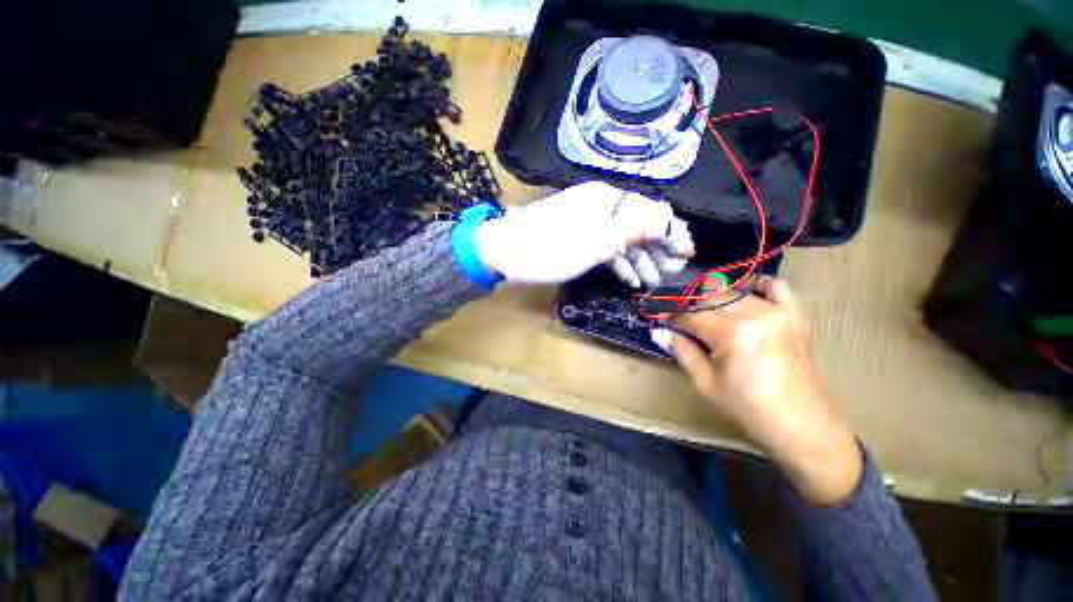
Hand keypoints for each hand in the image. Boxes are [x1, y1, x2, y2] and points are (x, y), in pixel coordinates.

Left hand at [474, 181, 694, 285]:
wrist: (506, 252)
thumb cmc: (550, 247)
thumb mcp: (594, 241)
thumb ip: (632, 230)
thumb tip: (667, 222)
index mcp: (607, 200)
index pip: (650, 211)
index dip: (671, 232)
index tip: (686, 254)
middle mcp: (601, 206)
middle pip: (638, 225)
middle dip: (657, 249)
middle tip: (671, 273)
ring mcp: (589, 223)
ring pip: (623, 239)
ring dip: (640, 260)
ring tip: (653, 282)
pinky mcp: (579, 239)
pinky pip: (606, 249)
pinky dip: (619, 263)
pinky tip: (630, 280)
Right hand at [652, 278, 861, 504]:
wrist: (799, 423)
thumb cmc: (746, 407)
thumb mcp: (705, 382)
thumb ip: (682, 351)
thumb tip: (662, 332)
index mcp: (730, 333)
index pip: (690, 315)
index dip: (671, 317)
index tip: (660, 318)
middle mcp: (753, 314)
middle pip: (710, 298)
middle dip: (690, 307)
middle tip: (681, 319)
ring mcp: (777, 312)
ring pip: (735, 292)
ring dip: (715, 300)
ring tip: (708, 315)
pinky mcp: (794, 315)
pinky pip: (775, 287)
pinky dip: (757, 287)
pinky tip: (746, 295)